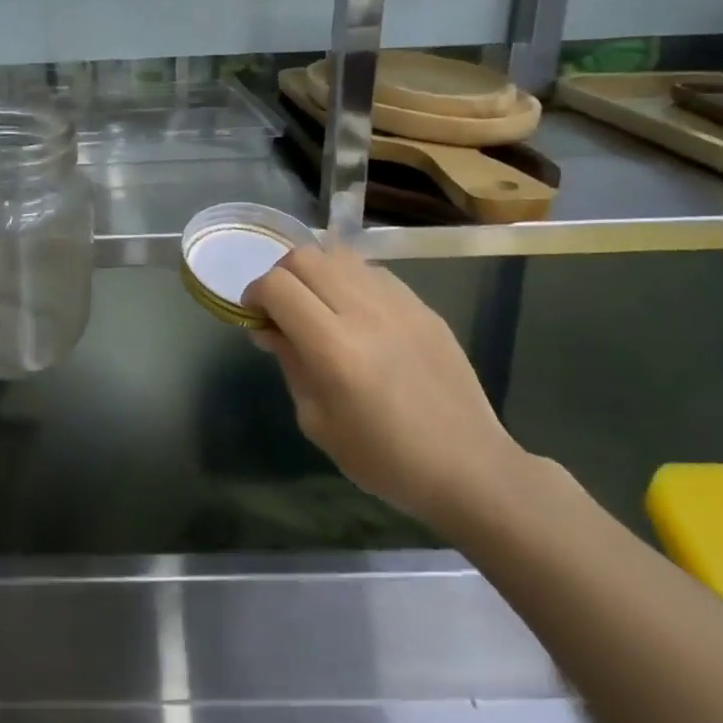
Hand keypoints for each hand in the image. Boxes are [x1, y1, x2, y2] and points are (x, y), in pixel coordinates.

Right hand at [242, 242, 525, 531]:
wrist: (469, 467)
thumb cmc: (384, 458)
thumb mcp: (317, 421)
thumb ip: (290, 363)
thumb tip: (269, 328)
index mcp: (334, 349)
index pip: (278, 286)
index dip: (255, 293)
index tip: (254, 316)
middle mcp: (365, 313)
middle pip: (305, 257)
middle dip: (281, 275)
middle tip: (282, 308)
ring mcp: (399, 304)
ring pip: (339, 254)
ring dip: (316, 272)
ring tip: (318, 304)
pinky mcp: (423, 306)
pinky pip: (372, 272)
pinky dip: (349, 281)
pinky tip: (355, 314)